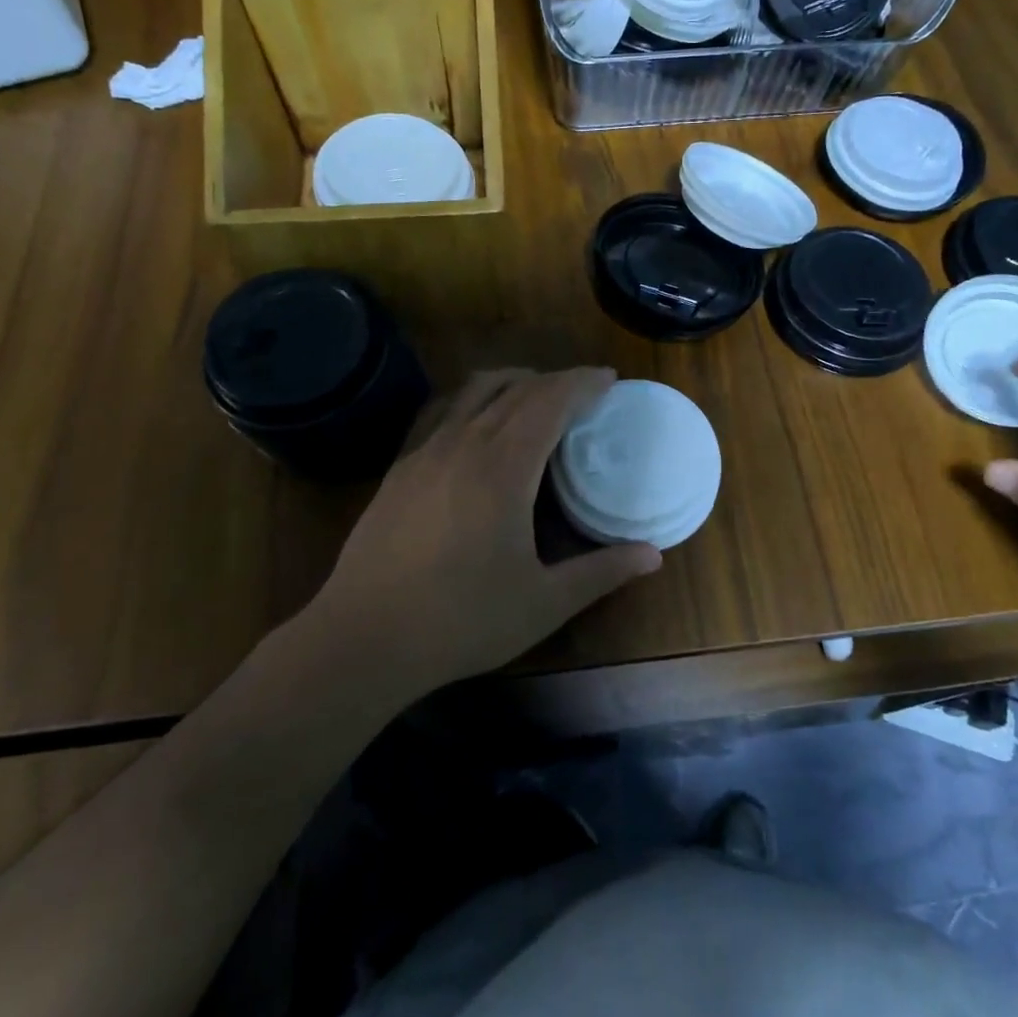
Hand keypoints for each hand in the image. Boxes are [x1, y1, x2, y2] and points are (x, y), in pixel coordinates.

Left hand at [305, 368, 660, 691]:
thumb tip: (654, 555)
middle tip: (584, 390)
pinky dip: (472, 400)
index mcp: (504, 467)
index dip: (582, 382)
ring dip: (512, 380)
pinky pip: (442, 411)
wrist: (363, 638)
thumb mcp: (543, 603)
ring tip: (536, 393)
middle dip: (555, 380)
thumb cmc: (461, 620)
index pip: (550, 401)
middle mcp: (464, 443)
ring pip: (473, 391)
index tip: (609, 378)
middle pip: (516, 388)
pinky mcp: (399, 468)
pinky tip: (475, 423)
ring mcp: (425, 452)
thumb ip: (601, 572)